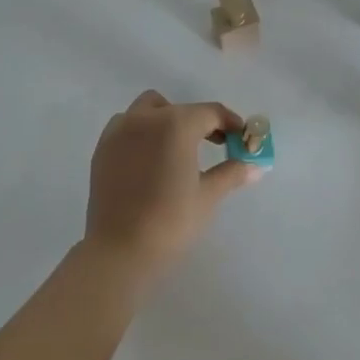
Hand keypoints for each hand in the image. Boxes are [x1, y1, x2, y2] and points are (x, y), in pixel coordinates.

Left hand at [83, 90, 261, 280]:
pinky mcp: (102, 148)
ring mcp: (119, 131)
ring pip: (148, 109)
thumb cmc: (170, 221)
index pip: (211, 113)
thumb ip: (232, 173)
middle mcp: (145, 118)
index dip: (230, 123)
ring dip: (167, 120)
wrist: (119, 250)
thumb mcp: (208, 196)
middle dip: (199, 121)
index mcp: (175, 124)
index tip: (241, 139)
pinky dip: (142, 132)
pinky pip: (126, 125)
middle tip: (214, 145)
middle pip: (179, 109)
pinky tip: (150, 159)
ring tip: (178, 150)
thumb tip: (256, 166)